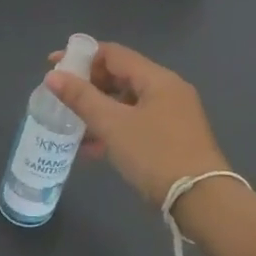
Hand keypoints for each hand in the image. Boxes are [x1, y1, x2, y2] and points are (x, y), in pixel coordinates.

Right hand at [42, 43, 228, 207]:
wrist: (202, 201)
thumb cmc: (155, 154)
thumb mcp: (113, 125)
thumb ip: (81, 98)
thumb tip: (53, 75)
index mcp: (158, 78)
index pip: (113, 54)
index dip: (81, 57)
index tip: (53, 66)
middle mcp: (169, 90)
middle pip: (121, 76)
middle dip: (89, 86)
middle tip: (61, 98)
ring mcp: (174, 115)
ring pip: (128, 102)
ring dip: (100, 110)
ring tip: (73, 127)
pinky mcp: (174, 138)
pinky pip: (137, 122)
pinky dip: (115, 128)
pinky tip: (94, 149)